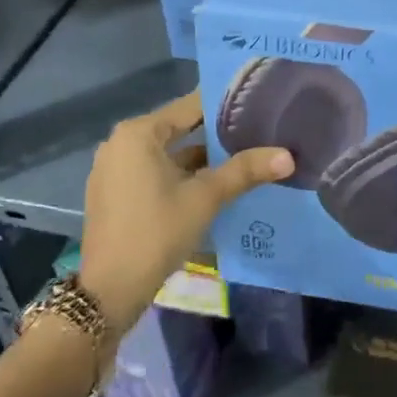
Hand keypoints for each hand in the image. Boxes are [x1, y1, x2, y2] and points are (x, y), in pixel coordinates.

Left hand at [78, 91, 292, 330]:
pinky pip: (154, 172)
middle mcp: (121, 143)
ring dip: (199, 158)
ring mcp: (114, 170)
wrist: (108, 292)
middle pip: (178, 129)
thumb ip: (245, 171)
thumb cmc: (156, 232)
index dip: (224, 106)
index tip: (256, 104)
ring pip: (167, 154)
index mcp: (138, 133)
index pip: (189, 107)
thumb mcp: (205, 198)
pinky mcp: (115, 194)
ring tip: (241, 157)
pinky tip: (212, 184)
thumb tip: (288, 156)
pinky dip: (180, 175)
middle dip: (215, 134)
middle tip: (256, 131)